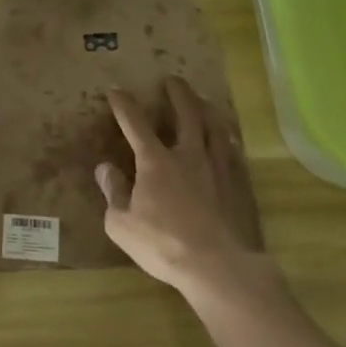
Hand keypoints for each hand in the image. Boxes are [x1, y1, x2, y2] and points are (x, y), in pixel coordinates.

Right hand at [96, 77, 271, 303]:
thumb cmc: (164, 245)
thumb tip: (105, 168)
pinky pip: (233, 150)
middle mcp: (188, 154)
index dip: (124, 104)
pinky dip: (226, 138)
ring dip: (206, 108)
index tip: (116, 90)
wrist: (220, 267)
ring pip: (215, 126)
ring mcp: (218, 167)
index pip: (135, 123)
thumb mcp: (122, 224)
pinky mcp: (240, 184)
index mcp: (156, 161)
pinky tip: (227, 140)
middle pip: (185, 112)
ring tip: (203, 101)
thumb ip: (113, 192)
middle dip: (177, 93)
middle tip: (172, 80)